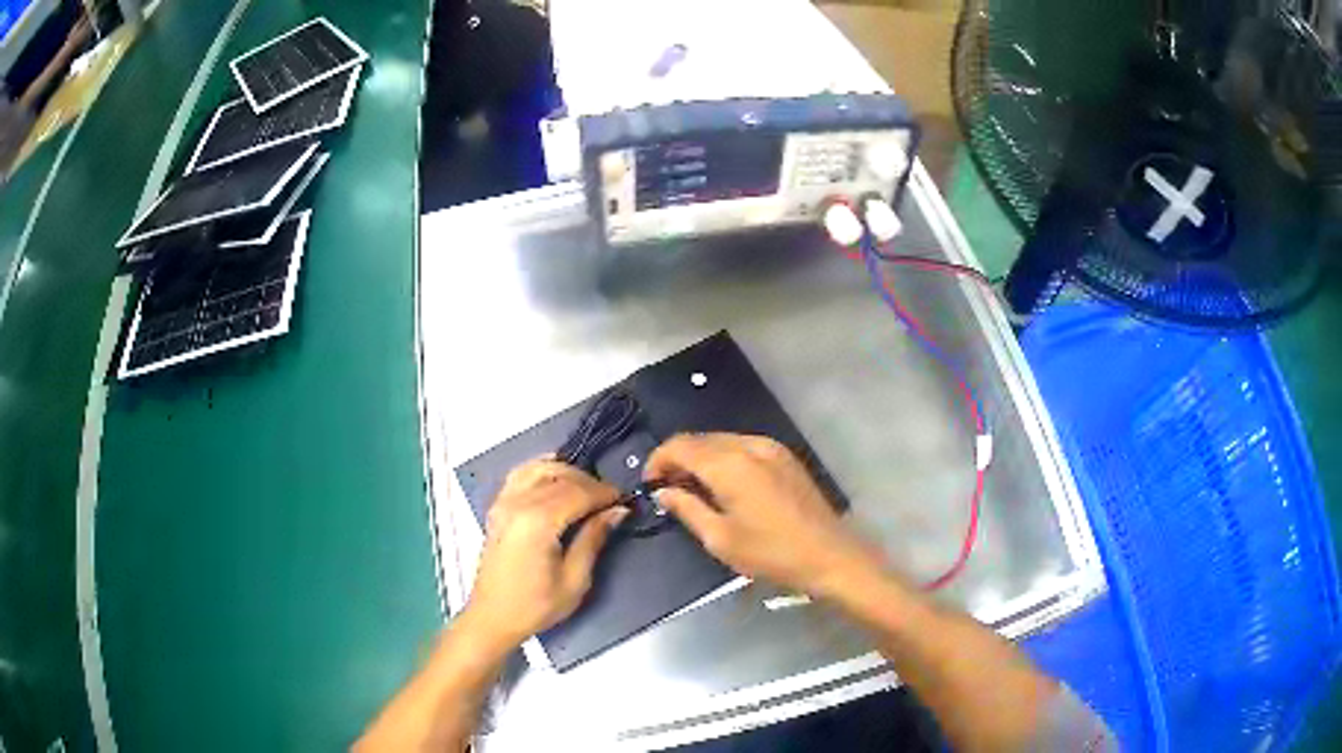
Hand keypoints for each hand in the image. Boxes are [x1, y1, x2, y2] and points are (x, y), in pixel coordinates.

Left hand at [462, 460, 626, 652]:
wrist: (493, 617)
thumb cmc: (536, 605)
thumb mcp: (575, 579)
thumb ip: (593, 538)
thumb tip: (617, 511)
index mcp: (537, 521)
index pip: (578, 492)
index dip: (604, 493)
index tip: (624, 500)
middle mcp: (517, 503)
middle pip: (560, 476)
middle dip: (589, 483)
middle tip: (609, 500)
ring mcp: (503, 502)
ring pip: (538, 467)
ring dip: (565, 472)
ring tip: (585, 490)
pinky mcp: (497, 507)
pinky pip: (520, 474)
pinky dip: (541, 471)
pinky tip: (556, 481)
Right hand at [645, 433, 877, 596]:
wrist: (829, 555)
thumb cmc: (771, 553)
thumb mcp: (720, 539)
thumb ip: (687, 509)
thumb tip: (663, 492)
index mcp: (729, 464)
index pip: (680, 445)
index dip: (658, 460)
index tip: (650, 484)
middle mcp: (749, 445)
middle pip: (700, 439)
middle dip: (678, 459)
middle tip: (668, 489)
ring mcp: (771, 447)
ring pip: (722, 441)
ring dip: (701, 458)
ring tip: (694, 490)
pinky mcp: (785, 456)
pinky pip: (743, 447)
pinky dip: (724, 459)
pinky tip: (724, 485)